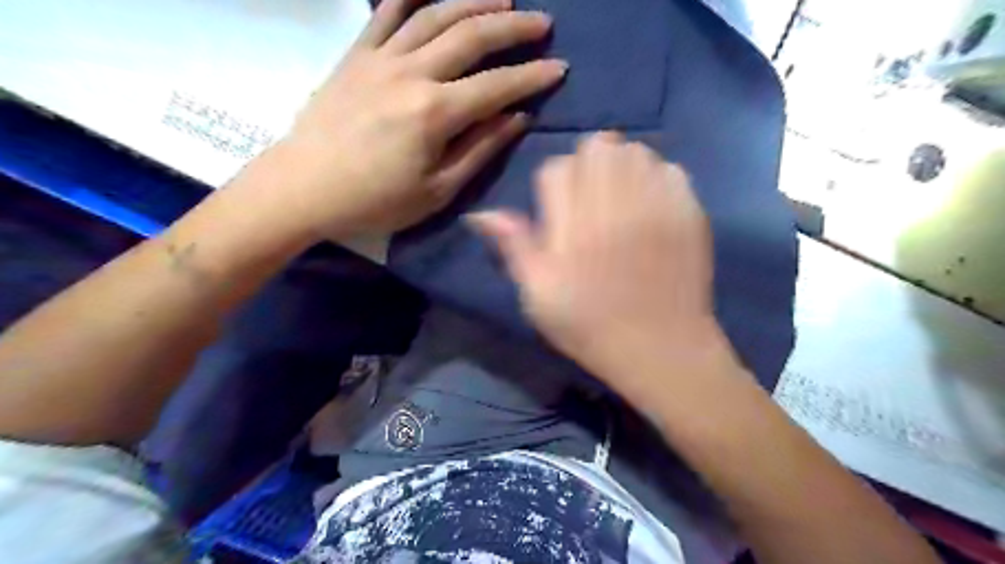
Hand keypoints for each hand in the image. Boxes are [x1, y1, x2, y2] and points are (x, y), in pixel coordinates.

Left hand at [255, 0, 564, 239]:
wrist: (303, 188)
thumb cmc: (375, 200)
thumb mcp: (436, 190)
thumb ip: (479, 150)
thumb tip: (516, 119)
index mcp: (434, 114)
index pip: (497, 86)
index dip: (532, 76)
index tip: (559, 68)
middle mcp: (412, 74)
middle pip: (471, 36)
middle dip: (513, 28)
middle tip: (542, 23)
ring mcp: (380, 58)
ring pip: (435, 14)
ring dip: (474, 1)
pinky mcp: (356, 55)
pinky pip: (386, 12)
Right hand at [467, 131, 735, 393]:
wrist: (661, 349)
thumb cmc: (590, 327)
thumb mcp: (538, 296)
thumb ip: (514, 246)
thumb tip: (480, 214)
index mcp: (573, 226)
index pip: (556, 169)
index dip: (552, 185)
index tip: (558, 210)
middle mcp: (614, 205)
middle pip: (597, 145)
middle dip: (587, 164)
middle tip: (590, 196)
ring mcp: (656, 205)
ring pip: (634, 150)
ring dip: (621, 166)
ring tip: (621, 197)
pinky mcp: (689, 212)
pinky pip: (670, 169)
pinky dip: (656, 177)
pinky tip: (651, 204)